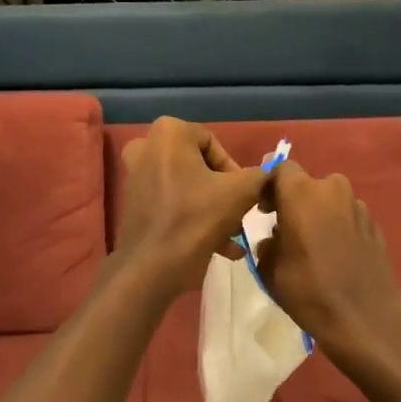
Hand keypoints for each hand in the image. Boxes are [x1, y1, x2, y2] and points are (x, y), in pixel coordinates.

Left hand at [114, 118, 269, 293]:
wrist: (150, 269)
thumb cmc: (195, 220)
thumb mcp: (240, 194)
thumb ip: (259, 176)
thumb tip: (267, 174)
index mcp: (169, 133)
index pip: (215, 144)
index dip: (234, 171)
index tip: (244, 197)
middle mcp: (146, 146)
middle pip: (200, 166)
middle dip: (224, 193)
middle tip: (238, 216)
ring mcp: (136, 175)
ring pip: (187, 186)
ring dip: (213, 209)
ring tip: (232, 237)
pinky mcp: (133, 202)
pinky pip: (172, 202)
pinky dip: (193, 218)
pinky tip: (219, 247)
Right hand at [254, 162, 400, 363]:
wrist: (365, 317)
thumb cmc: (309, 290)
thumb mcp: (270, 269)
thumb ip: (267, 243)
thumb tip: (275, 239)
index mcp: (301, 192)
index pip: (281, 169)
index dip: (271, 188)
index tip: (266, 212)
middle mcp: (332, 188)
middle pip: (308, 186)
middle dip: (297, 203)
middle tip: (289, 232)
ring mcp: (358, 206)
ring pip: (330, 202)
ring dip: (320, 216)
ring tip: (315, 247)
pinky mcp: (375, 224)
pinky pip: (348, 218)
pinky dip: (339, 228)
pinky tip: (337, 256)